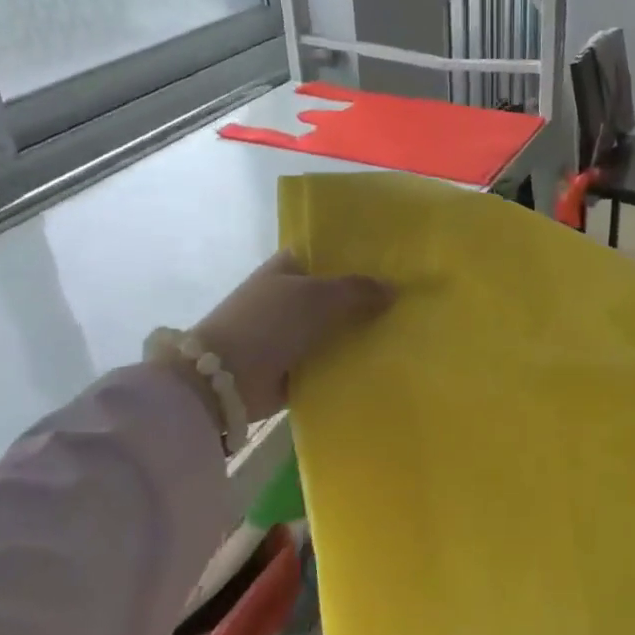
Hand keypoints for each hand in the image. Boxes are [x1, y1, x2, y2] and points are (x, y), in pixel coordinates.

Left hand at [188, 253, 394, 421]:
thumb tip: (394, 288)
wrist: (224, 379)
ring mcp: (290, 334)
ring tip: (406, 332)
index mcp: (287, 268)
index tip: (395, 265)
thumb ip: (357, 289)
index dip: (358, 258)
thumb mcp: (316, 296)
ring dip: (361, 334)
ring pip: (335, 329)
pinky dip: (350, 364)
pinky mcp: (294, 369)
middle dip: (367, 299)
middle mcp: (288, 297)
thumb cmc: (268, 322)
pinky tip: (385, 362)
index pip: (328, 255)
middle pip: (335, 295)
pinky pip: (330, 362)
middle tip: (410, 302)